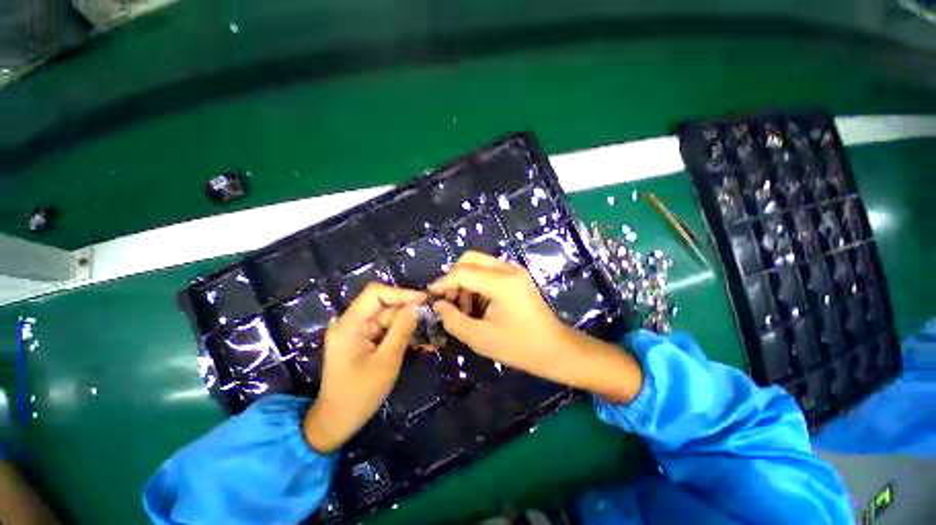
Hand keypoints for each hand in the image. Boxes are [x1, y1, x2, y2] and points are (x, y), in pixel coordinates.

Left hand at [303, 284, 424, 452]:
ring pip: (386, 317)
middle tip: (431, 316)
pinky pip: (384, 329)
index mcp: (350, 324)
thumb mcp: (386, 361)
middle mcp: (350, 322)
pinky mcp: (361, 340)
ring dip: (406, 323)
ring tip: (428, 330)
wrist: (336, 421)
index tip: (423, 299)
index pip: (375, 293)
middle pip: (383, 305)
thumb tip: (416, 305)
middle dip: (407, 309)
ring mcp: (355, 331)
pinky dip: (399, 333)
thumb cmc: (360, 394)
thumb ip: (401, 330)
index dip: (400, 292)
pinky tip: (416, 339)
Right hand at [429, 251, 641, 402]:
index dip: (444, 282)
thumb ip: (454, 319)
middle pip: (471, 258)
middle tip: (448, 299)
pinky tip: (477, 304)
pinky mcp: (517, 276)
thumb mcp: (480, 338)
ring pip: (479, 263)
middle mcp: (508, 269)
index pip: (463, 272)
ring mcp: (515, 270)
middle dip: (454, 277)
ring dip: (466, 280)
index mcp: (501, 283)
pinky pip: (489, 271)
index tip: (431, 295)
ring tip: (464, 308)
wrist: (554, 348)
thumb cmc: (518, 347)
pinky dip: (477, 283)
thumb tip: (438, 304)